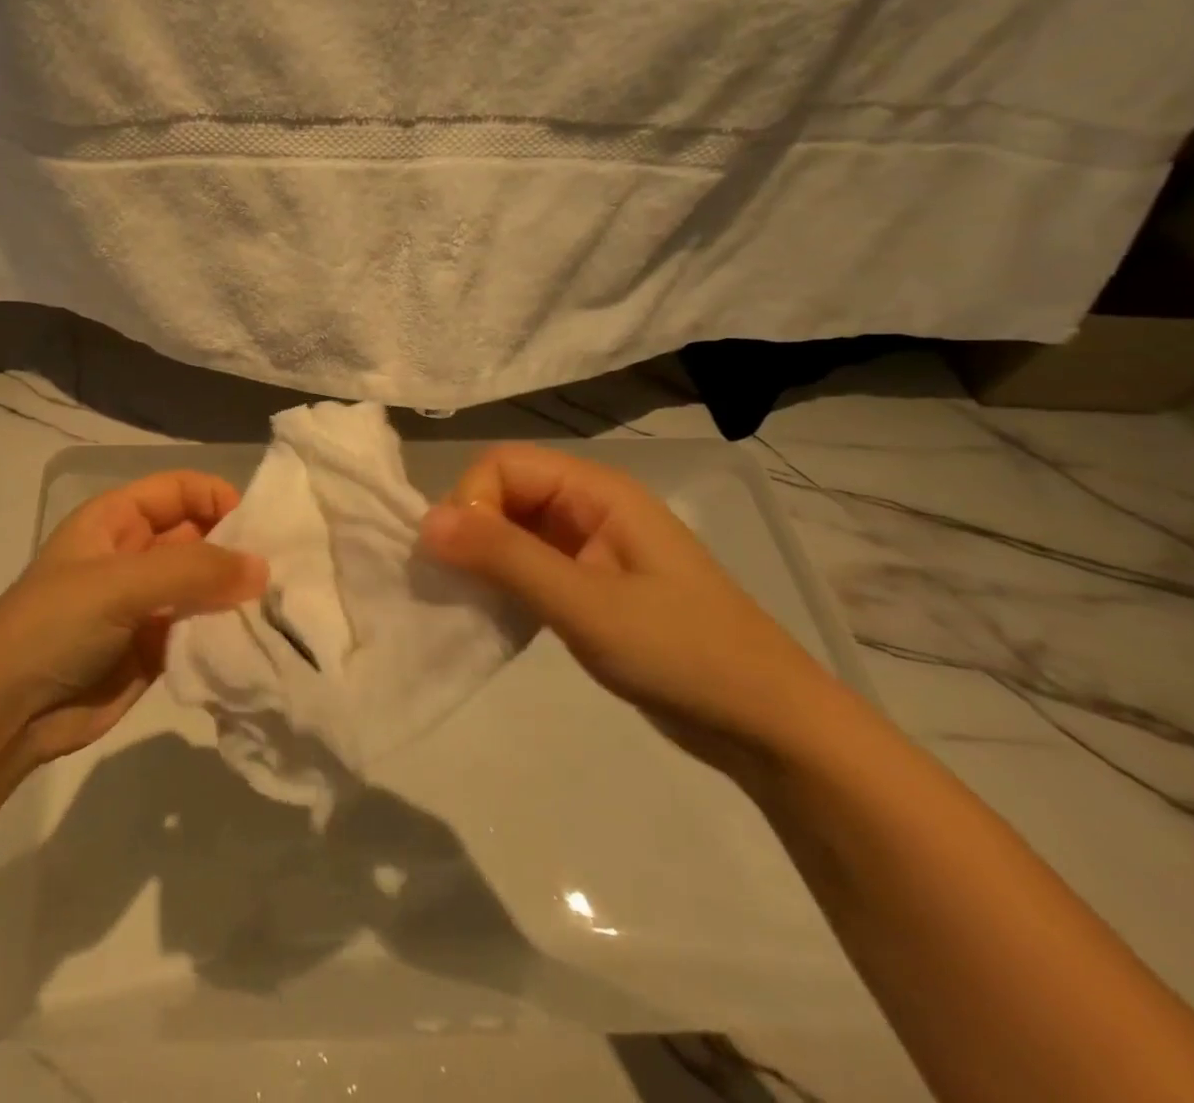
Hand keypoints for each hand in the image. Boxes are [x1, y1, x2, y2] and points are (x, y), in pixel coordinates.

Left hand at [0, 471, 267, 770]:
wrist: (5, 715)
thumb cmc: (55, 626)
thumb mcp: (119, 584)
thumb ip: (193, 570)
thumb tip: (262, 568)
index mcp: (116, 519)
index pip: (179, 489)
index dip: (218, 498)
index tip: (260, 527)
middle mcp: (134, 554)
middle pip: (199, 535)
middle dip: (236, 549)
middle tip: (284, 570)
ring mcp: (146, 603)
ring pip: (204, 585)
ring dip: (235, 594)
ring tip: (281, 605)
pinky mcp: (156, 648)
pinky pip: (201, 628)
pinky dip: (226, 631)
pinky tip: (258, 639)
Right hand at [418, 444, 847, 774]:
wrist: (769, 727)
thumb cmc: (683, 653)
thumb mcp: (586, 605)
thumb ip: (505, 558)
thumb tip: (424, 523)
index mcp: (597, 491)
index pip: (503, 465)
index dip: (470, 502)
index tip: (455, 558)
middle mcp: (589, 506)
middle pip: (503, 492)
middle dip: (470, 530)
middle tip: (456, 585)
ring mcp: (589, 546)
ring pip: (511, 530)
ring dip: (482, 558)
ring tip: (468, 601)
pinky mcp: (588, 584)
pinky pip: (527, 564)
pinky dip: (502, 582)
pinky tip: (494, 614)